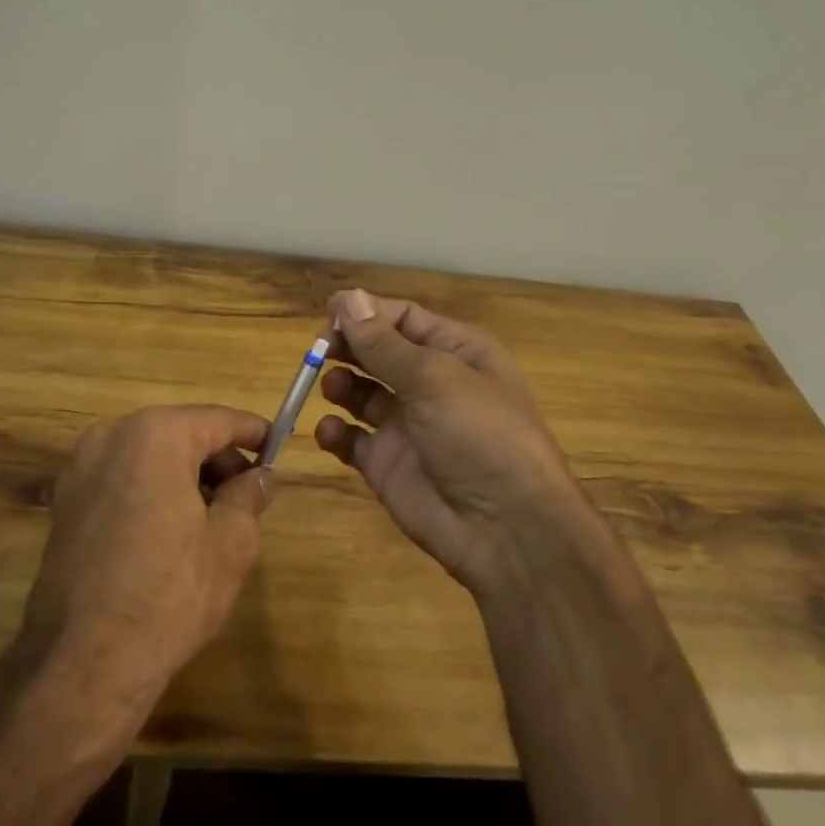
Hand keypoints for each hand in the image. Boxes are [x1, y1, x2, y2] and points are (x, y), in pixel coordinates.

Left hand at [21, 405, 271, 710]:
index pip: (218, 420)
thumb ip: (249, 497)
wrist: (84, 660)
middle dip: (217, 457)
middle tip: (248, 492)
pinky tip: (170, 527)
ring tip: (212, 514)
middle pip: (180, 432)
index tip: (276, 445)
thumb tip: (260, 477)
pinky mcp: (64, 499)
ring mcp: (81, 466)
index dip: (252, 432)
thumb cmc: (169, 595)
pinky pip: (121, 476)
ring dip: (184, 472)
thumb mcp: (230, 545)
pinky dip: (150, 487)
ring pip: (149, 453)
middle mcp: (112, 435)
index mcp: (157, 435)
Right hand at [315, 289, 605, 595]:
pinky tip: (329, 431)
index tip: (328, 313)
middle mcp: (430, 384)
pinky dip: (335, 433)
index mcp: (456, 352)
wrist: (506, 528)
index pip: (404, 319)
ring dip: (340, 384)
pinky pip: (352, 439)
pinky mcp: (387, 464)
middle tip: (319, 349)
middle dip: (348, 346)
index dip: (366, 313)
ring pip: (361, 393)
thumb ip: (384, 342)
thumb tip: (348, 297)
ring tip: (331, 387)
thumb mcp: (434, 377)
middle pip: (378, 352)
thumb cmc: (479, 434)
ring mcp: (407, 425)